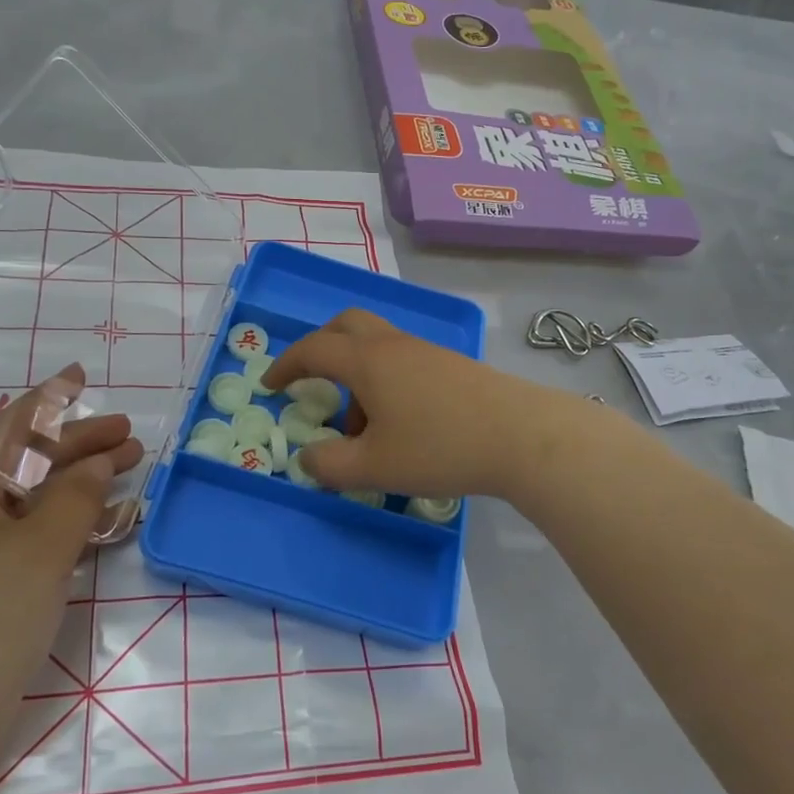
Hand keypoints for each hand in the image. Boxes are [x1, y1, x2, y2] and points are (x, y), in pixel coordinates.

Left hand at [0, 364, 143, 766]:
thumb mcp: (44, 546)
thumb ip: (77, 494)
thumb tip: (99, 462)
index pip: (11, 428)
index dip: (52, 401)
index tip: (83, 377)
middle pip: (25, 460)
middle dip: (79, 445)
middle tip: (130, 436)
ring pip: (30, 496)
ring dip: (78, 480)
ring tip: (127, 467)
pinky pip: (28, 530)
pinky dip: (65, 518)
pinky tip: (103, 519)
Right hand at [262, 309, 569, 500]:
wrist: (522, 436)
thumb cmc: (440, 447)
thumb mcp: (374, 467)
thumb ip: (330, 465)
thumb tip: (307, 457)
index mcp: (368, 361)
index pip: (314, 349)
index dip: (286, 365)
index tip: (271, 385)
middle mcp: (394, 346)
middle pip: (346, 326)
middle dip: (321, 348)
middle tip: (311, 382)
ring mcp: (426, 352)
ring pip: (377, 348)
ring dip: (356, 376)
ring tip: (363, 431)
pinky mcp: (452, 366)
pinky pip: (402, 362)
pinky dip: (385, 384)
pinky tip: (401, 427)